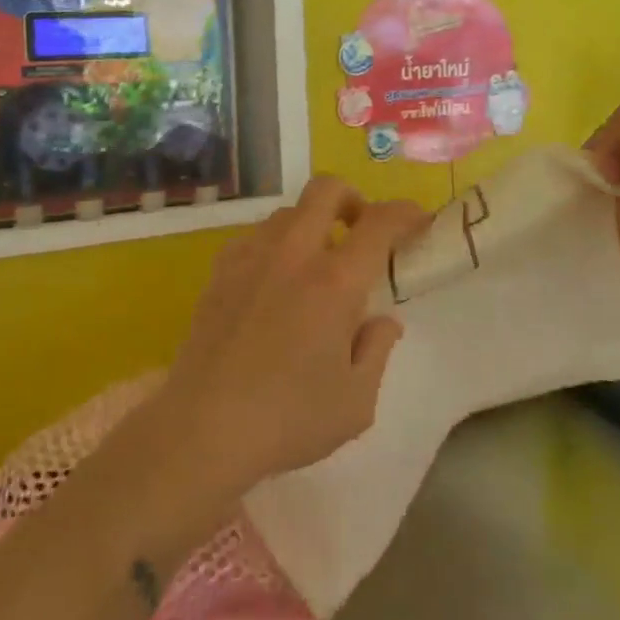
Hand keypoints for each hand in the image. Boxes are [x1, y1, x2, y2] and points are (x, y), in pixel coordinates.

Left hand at [159, 176, 428, 494]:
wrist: (201, 430)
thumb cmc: (288, 419)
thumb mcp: (356, 402)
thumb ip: (377, 350)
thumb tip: (383, 321)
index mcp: (335, 282)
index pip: (379, 223)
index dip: (405, 213)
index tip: (417, 221)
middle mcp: (293, 255)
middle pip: (327, 190)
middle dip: (354, 199)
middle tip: (362, 232)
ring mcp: (251, 258)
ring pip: (288, 212)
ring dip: (313, 223)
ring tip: (317, 264)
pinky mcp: (220, 272)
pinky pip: (255, 236)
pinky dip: (276, 244)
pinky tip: (275, 281)